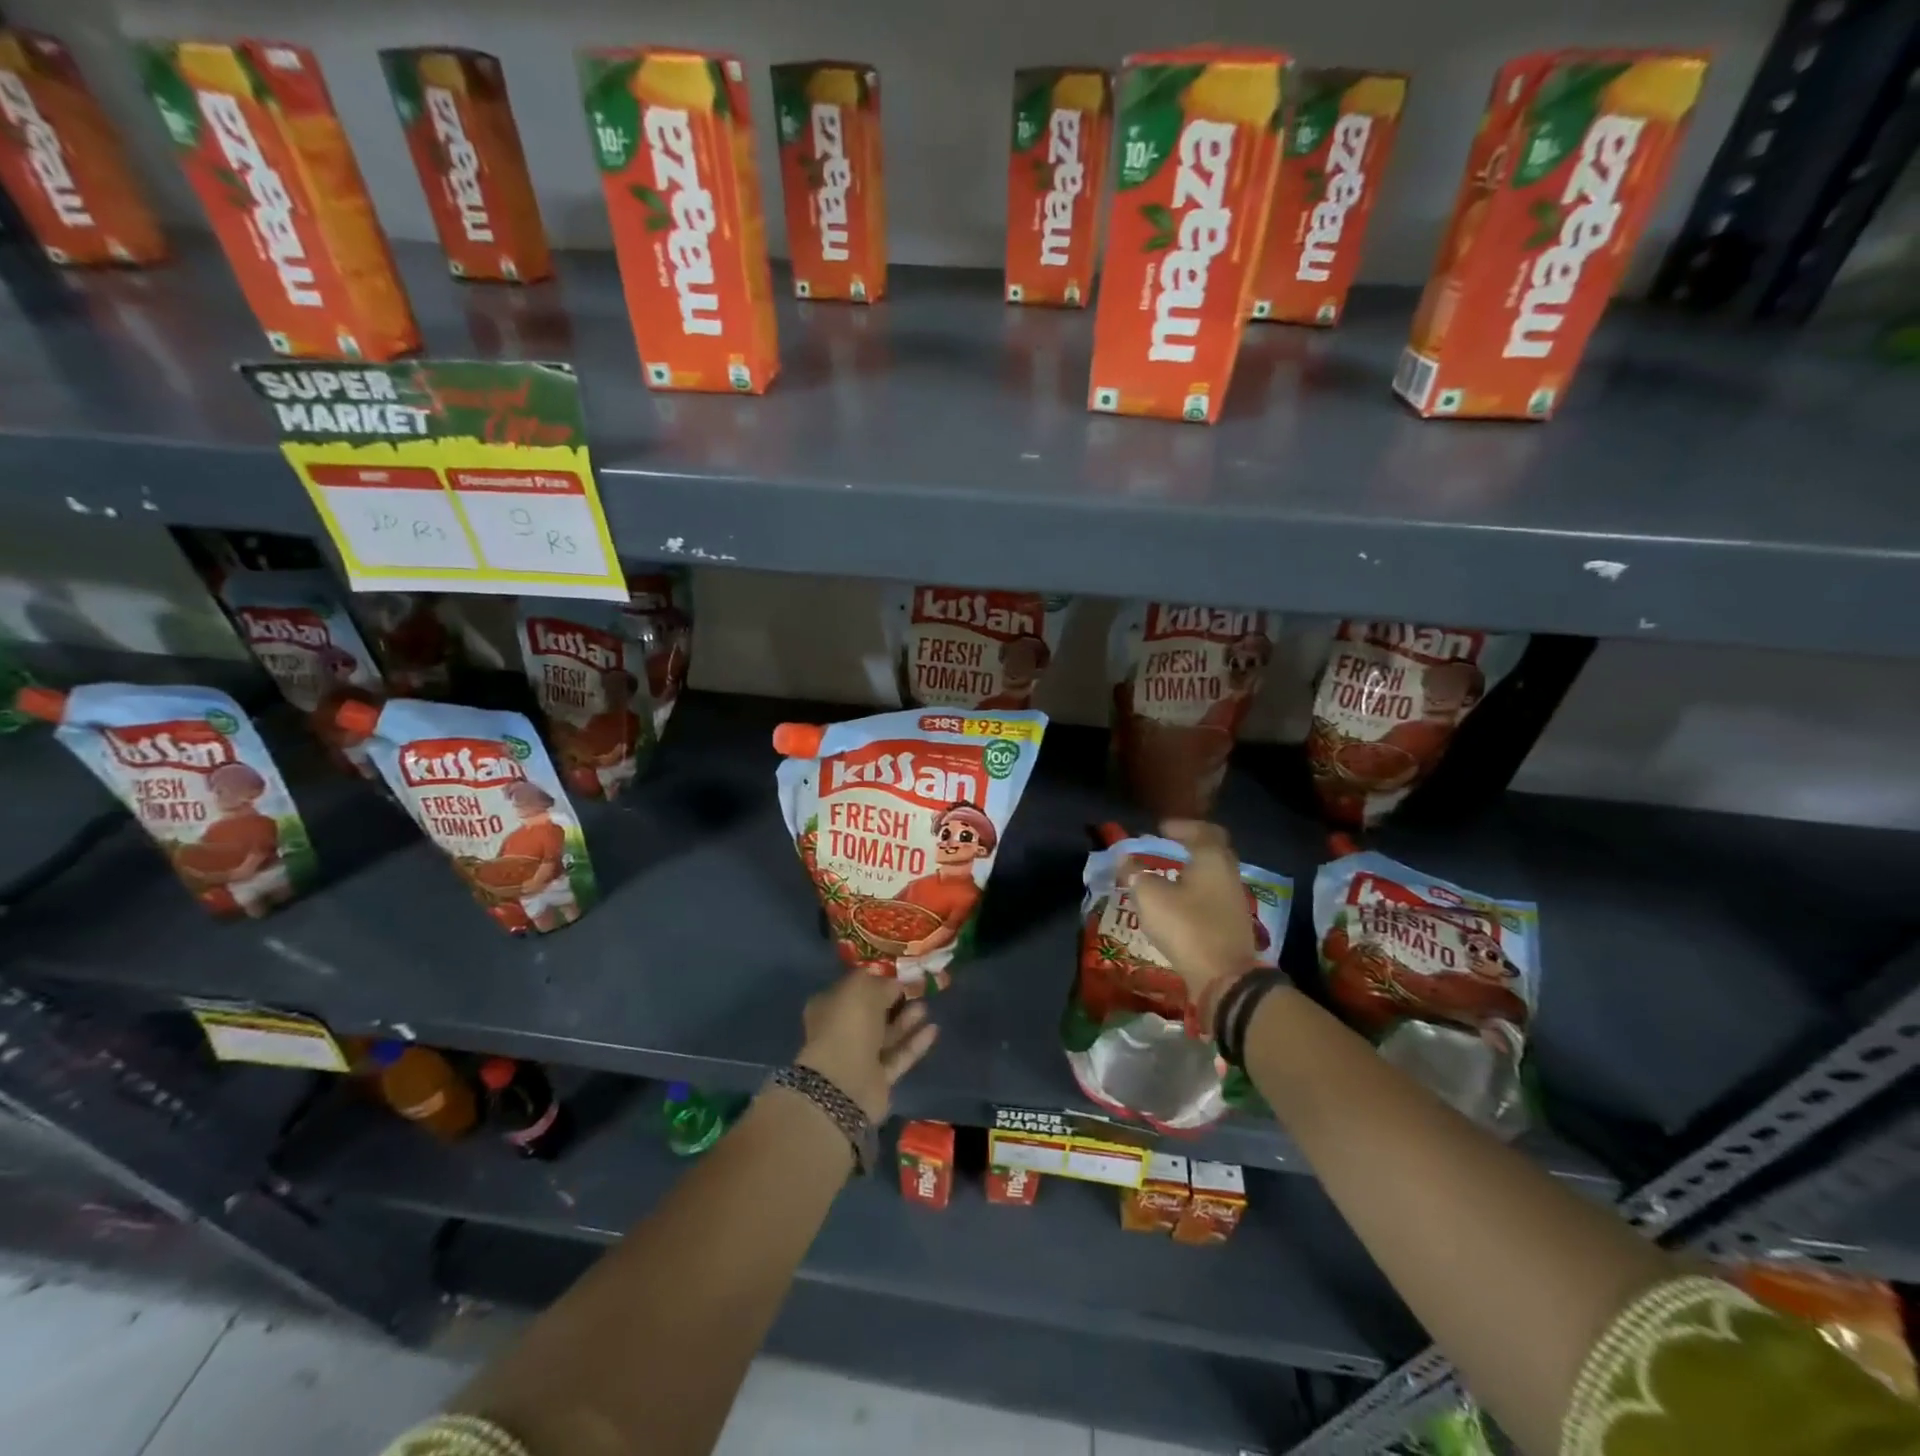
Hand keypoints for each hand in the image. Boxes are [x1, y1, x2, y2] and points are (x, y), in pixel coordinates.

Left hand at [796, 972, 937, 1122]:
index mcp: (828, 1008)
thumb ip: (880, 984)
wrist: (845, 1082)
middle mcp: (841, 1032)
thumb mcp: (862, 989)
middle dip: (893, 1002)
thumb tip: (894, 984)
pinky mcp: (878, 1080)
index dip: (873, 981)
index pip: (851, 990)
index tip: (896, 976)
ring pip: (886, 1036)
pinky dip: (914, 1044)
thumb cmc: (847, 1025)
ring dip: (906, 1022)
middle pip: (871, 1014)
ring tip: (925, 1008)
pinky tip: (933, 1029)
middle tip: (915, 991)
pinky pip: (898, 1056)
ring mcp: (859, 1058)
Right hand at [1119, 819, 1256, 1018]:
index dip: (1181, 826)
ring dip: (1191, 872)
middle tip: (1165, 848)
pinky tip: (1177, 903)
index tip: (1161, 829)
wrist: (1224, 978)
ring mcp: (1234, 901)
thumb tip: (1124, 858)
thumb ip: (1136, 873)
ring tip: (1165, 877)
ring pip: (1212, 876)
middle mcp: (1228, 874)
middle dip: (1189, 847)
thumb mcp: (1150, 896)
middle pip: (1211, 851)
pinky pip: (1212, 898)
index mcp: (1212, 858)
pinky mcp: (1232, 924)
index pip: (1202, 830)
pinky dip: (1195, 893)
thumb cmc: (1186, 926)